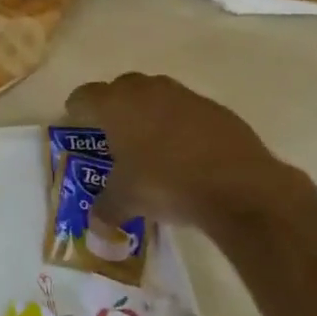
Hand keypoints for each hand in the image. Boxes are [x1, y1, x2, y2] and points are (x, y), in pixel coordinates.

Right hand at [65, 73, 305, 231]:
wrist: (239, 186)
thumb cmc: (165, 183)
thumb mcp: (126, 201)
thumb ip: (105, 210)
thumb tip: (96, 228)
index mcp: (115, 106)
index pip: (84, 96)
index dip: (77, 110)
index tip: (77, 124)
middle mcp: (147, 91)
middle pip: (121, 87)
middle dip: (114, 106)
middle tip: (113, 134)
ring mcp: (185, 97)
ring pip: (156, 95)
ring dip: (149, 112)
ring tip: (150, 143)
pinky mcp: (216, 109)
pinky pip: (187, 110)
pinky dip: (181, 125)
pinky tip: (186, 153)